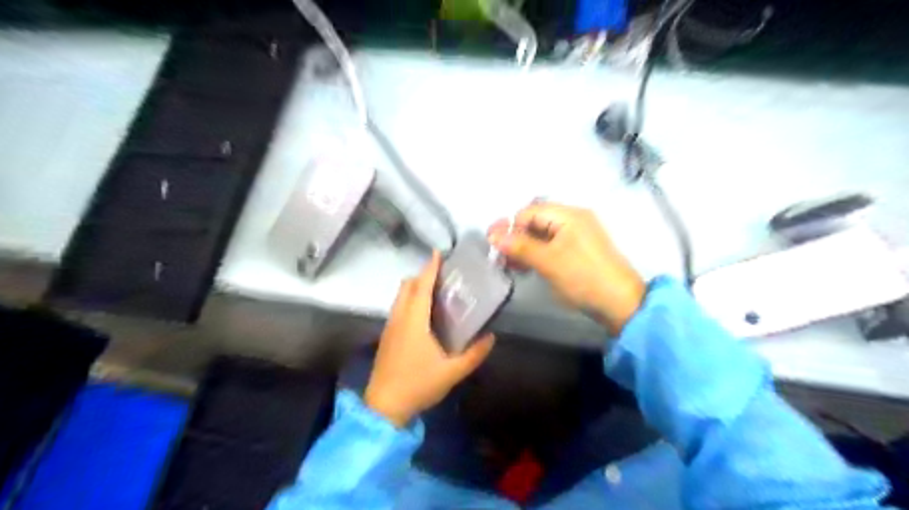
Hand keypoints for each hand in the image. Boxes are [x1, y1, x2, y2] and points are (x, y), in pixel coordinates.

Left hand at [364, 252, 495, 428]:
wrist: (384, 406)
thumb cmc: (418, 385)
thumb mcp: (452, 373)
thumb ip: (474, 355)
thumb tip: (491, 337)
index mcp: (414, 321)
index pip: (422, 287)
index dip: (430, 268)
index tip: (437, 253)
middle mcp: (399, 318)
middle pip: (407, 286)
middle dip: (422, 275)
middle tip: (442, 274)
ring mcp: (390, 327)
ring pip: (399, 296)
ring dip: (414, 287)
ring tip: (434, 290)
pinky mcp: (386, 336)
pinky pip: (397, 307)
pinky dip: (409, 300)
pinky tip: (422, 314)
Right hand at [489, 202, 646, 336]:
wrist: (621, 304)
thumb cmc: (583, 278)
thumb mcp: (548, 261)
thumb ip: (520, 246)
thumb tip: (493, 235)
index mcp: (569, 215)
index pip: (529, 212)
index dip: (510, 227)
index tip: (495, 247)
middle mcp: (574, 219)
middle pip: (535, 221)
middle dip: (516, 238)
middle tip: (502, 259)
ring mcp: (578, 235)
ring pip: (542, 235)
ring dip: (525, 247)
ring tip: (513, 266)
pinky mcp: (579, 251)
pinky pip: (552, 245)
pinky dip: (538, 254)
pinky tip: (528, 267)